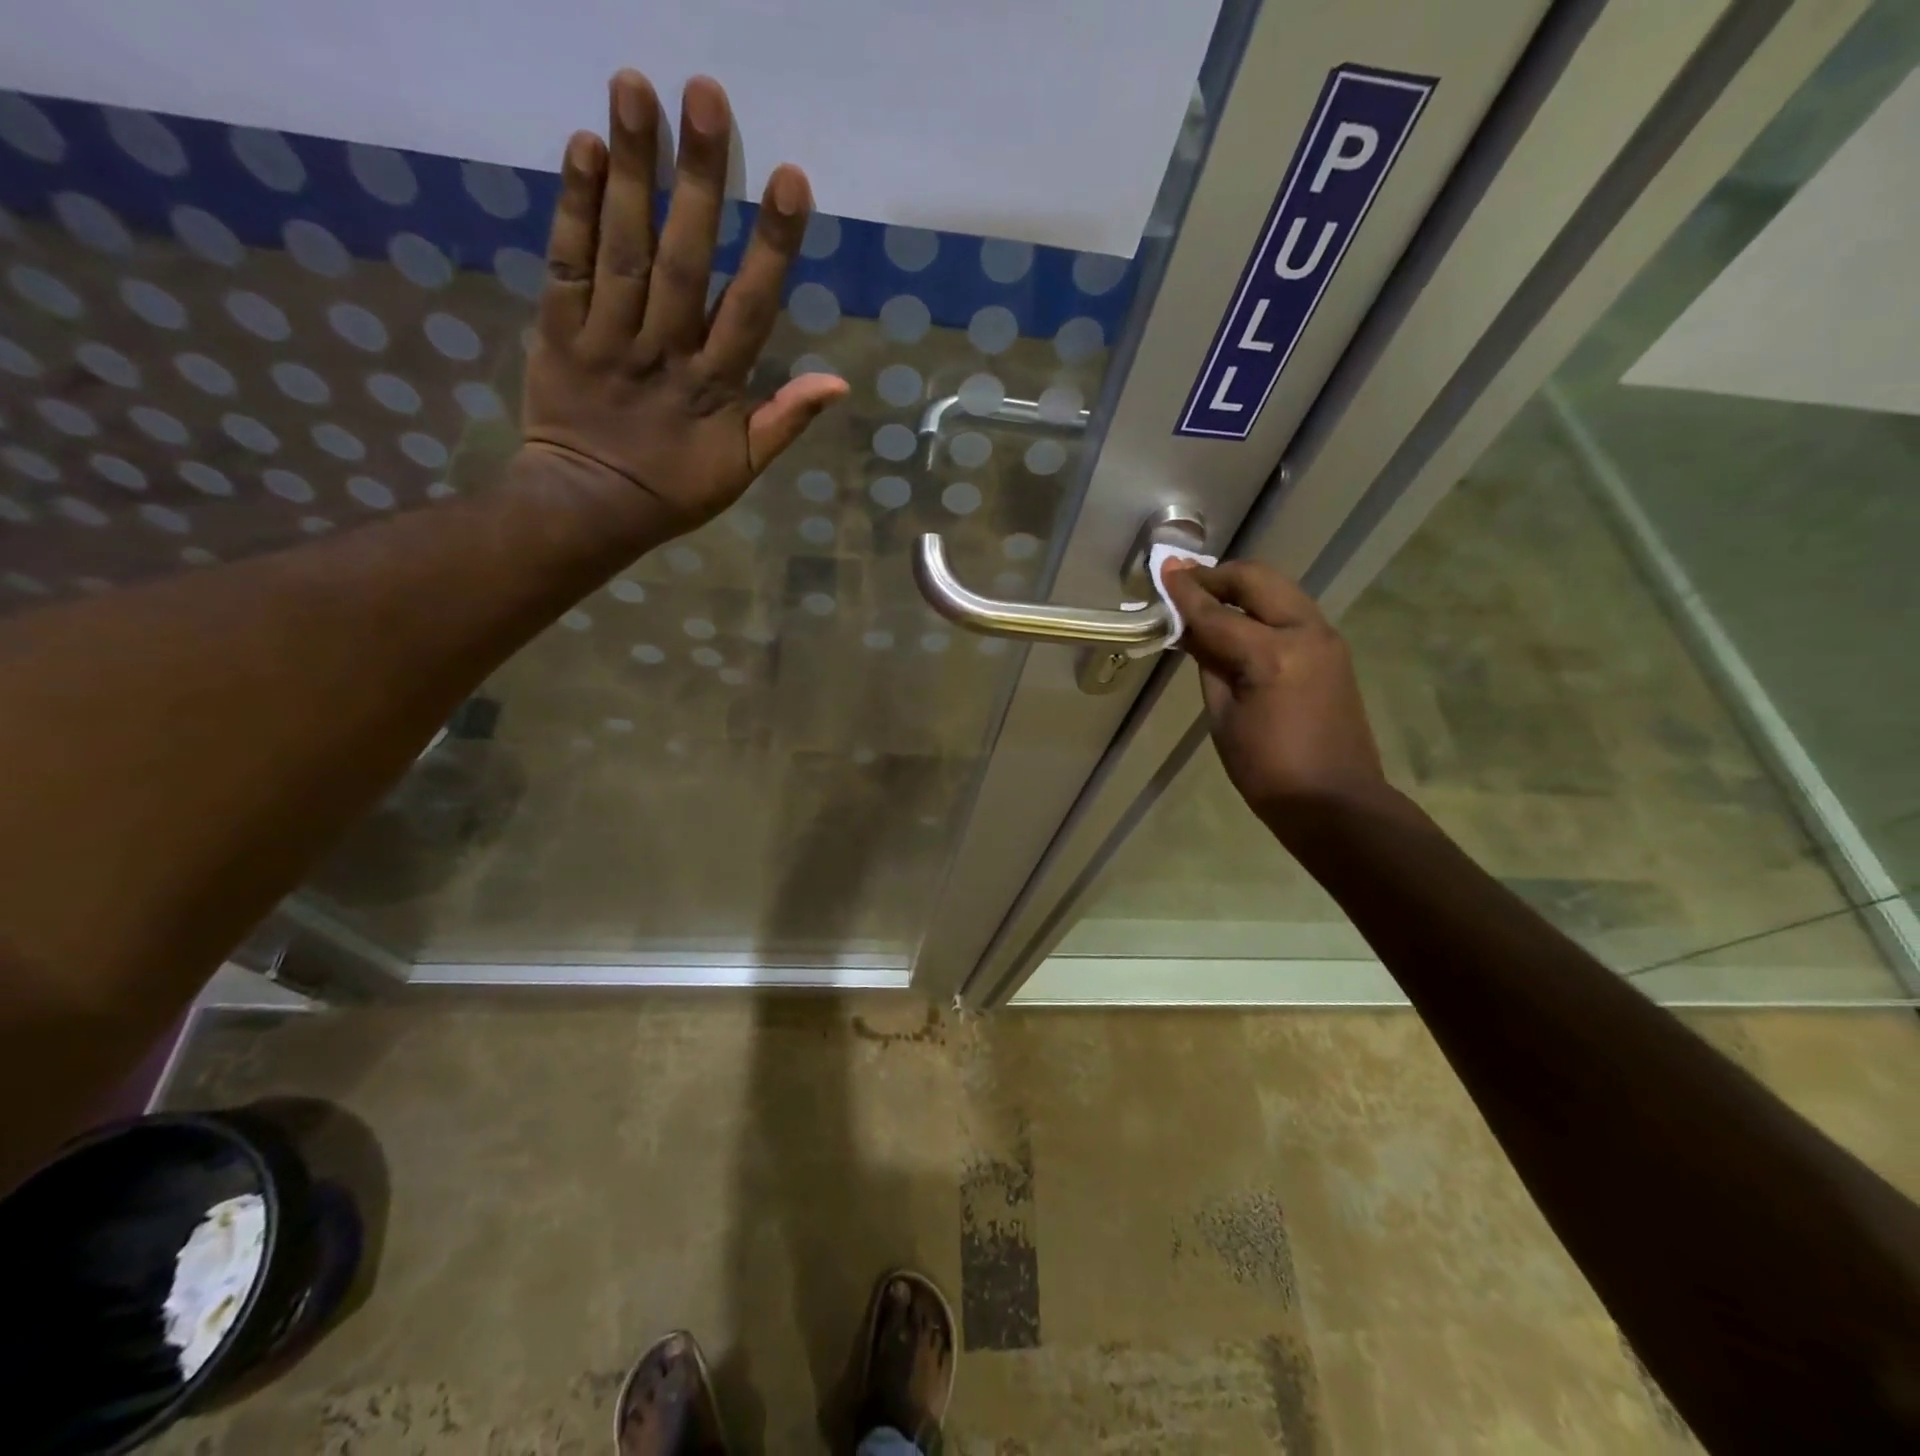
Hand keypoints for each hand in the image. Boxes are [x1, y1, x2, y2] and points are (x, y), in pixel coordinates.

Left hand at [520, 71, 848, 535]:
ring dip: (632, 170)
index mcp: (714, 389)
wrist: (590, 508)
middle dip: (697, 181)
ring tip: (636, 85)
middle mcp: (663, 352)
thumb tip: (838, 382)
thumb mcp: (742, 470)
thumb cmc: (674, 489)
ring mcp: (607, 339)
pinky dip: (573, 208)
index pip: (750, 310)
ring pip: (623, 250)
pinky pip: (566, 265)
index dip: (771, 247)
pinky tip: (585, 146)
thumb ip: (785, 422)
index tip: (791, 179)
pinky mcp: (557, 331)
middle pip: (683, 261)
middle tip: (706, 92)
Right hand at [1161, 560, 1395, 835]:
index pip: (1217, 613)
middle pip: (1256, 581)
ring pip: (1278, 590)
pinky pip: (1290, 611)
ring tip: (1206, 601)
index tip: (1162, 569)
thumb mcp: (1223, 717)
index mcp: (1273, 655)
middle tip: (1183, 583)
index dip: (1185, 593)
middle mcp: (1305, 633)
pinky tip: (1236, 624)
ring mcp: (1325, 638)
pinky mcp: (1332, 650)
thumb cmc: (1266, 770)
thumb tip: (1193, 631)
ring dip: (1240, 589)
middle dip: (1217, 577)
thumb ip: (1210, 664)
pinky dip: (1260, 607)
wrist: (1335, 801)